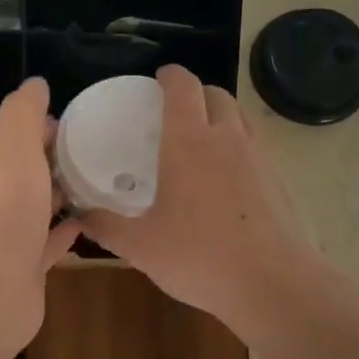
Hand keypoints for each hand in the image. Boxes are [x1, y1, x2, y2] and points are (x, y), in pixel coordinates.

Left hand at [0, 77, 81, 351]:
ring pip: (39, 208)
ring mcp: (9, 237)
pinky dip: (66, 230)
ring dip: (63, 194)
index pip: (15, 137)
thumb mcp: (12, 148)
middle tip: (102, 150)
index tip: (81, 121)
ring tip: (103, 182)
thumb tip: (35, 83)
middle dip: (57, 159)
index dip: (44, 126)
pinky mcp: (26, 268)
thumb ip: (23, 113)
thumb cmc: (3, 212)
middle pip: (27, 172)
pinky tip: (90, 221)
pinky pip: (50, 242)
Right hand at [78, 64, 308, 335]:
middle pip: (216, 94)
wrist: (271, 283)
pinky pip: (255, 146)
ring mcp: (258, 158)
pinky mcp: (278, 181)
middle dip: (196, 93)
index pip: (183, 87)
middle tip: (176, 112)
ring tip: (202, 139)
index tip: (158, 78)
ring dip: (221, 116)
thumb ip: (106, 227)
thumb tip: (80, 215)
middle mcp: (227, 139)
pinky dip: (238, 146)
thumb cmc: (198, 256)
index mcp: (189, 142)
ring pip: (240, 118)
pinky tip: (226, 178)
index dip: (170, 76)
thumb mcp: (140, 246)